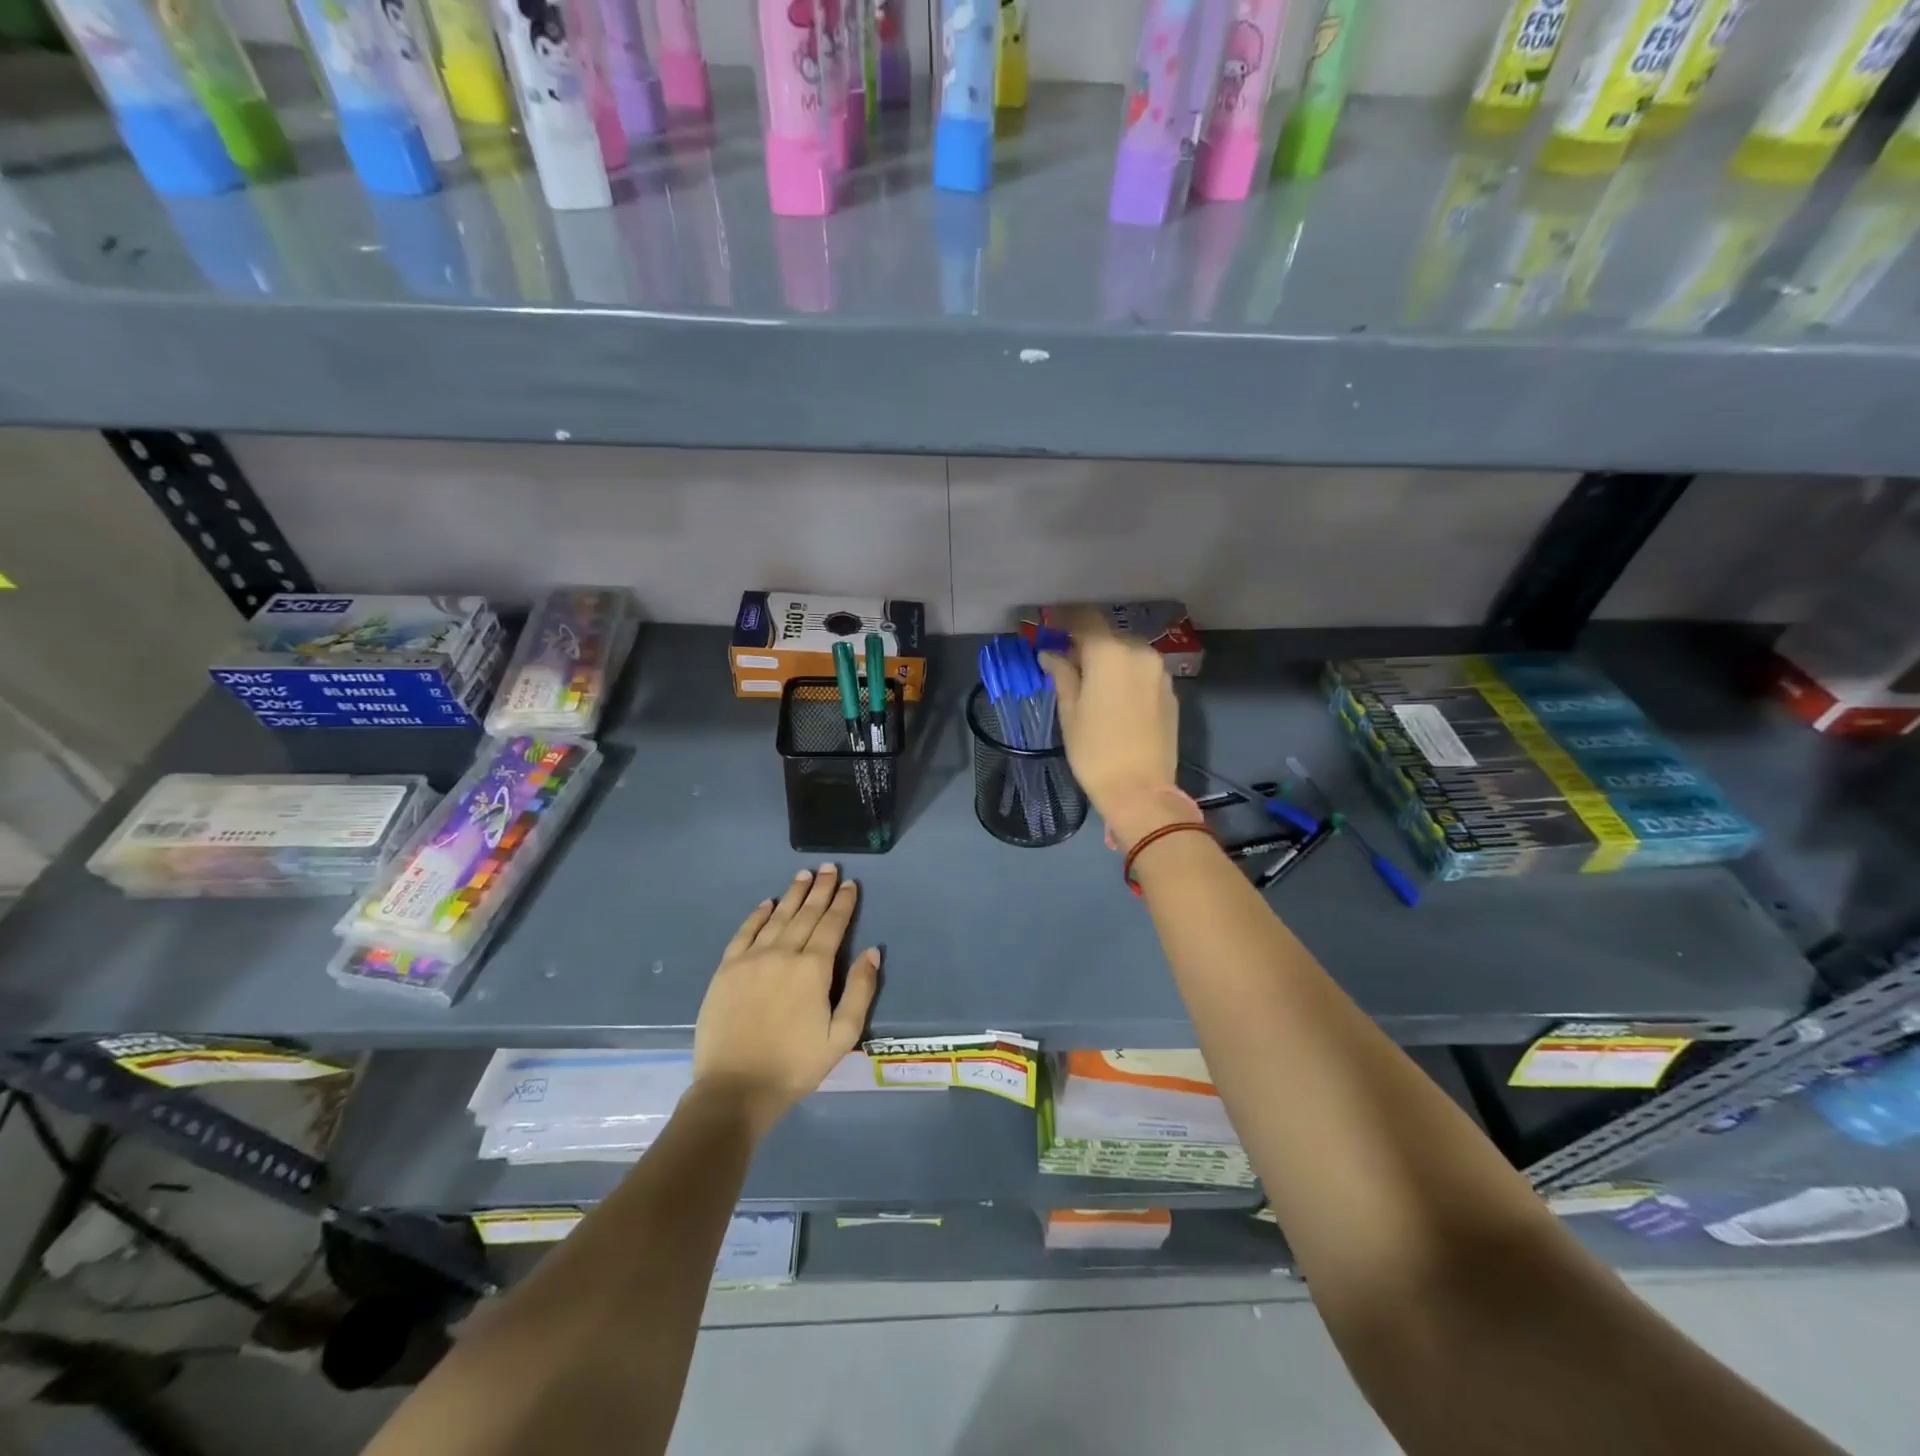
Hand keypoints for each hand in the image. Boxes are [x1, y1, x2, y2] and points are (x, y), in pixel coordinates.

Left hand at [691, 865, 879, 1140]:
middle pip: (806, 914)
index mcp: (813, 969)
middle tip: (829, 868)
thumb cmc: (795, 1065)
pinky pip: (744, 932)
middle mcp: (783, 953)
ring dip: (793, 894)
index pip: (832, 925)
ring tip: (804, 875)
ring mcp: (751, 958)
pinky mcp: (727, 969)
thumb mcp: (842, 1035)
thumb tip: (872, 951)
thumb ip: (860, 991)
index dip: (843, 903)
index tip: (850, 884)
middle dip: (820, 889)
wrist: (735, 1088)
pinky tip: (767, 903)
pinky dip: (757, 915)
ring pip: (777, 917)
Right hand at [1038, 613, 1188, 850]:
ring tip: (1091, 681)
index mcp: (1110, 653)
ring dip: (1109, 659)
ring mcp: (1160, 672)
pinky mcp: (1171, 692)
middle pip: (1109, 635)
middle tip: (1067, 661)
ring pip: (1128, 653)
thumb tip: (1051, 654)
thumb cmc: (1095, 751)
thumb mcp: (1069, 712)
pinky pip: (1143, 672)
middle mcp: (1140, 653)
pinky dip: (1126, 675)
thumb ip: (1063, 675)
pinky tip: (1114, 697)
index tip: (1050, 625)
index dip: (1065, 618)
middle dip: (1087, 643)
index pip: (1085, 619)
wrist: (1140, 790)